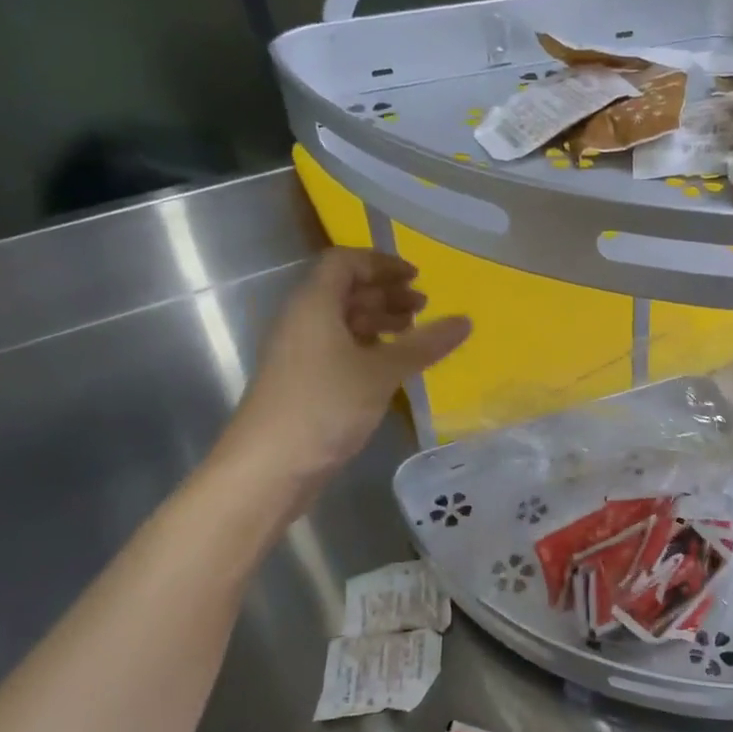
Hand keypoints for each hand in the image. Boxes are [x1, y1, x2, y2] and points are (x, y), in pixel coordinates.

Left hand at [221, 250, 470, 479]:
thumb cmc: (324, 407)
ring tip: (413, 334)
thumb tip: (465, 321)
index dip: (381, 263)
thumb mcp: (381, 372)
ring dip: (379, 320)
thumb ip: (424, 344)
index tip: (417, 277)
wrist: (266, 469)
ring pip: (343, 321)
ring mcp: (300, 353)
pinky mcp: (303, 382)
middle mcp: (303, 320)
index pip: (345, 262)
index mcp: (314, 304)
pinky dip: (368, 348)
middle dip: (386, 293)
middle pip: (345, 290)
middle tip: (423, 307)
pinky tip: (391, 367)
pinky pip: (339, 348)